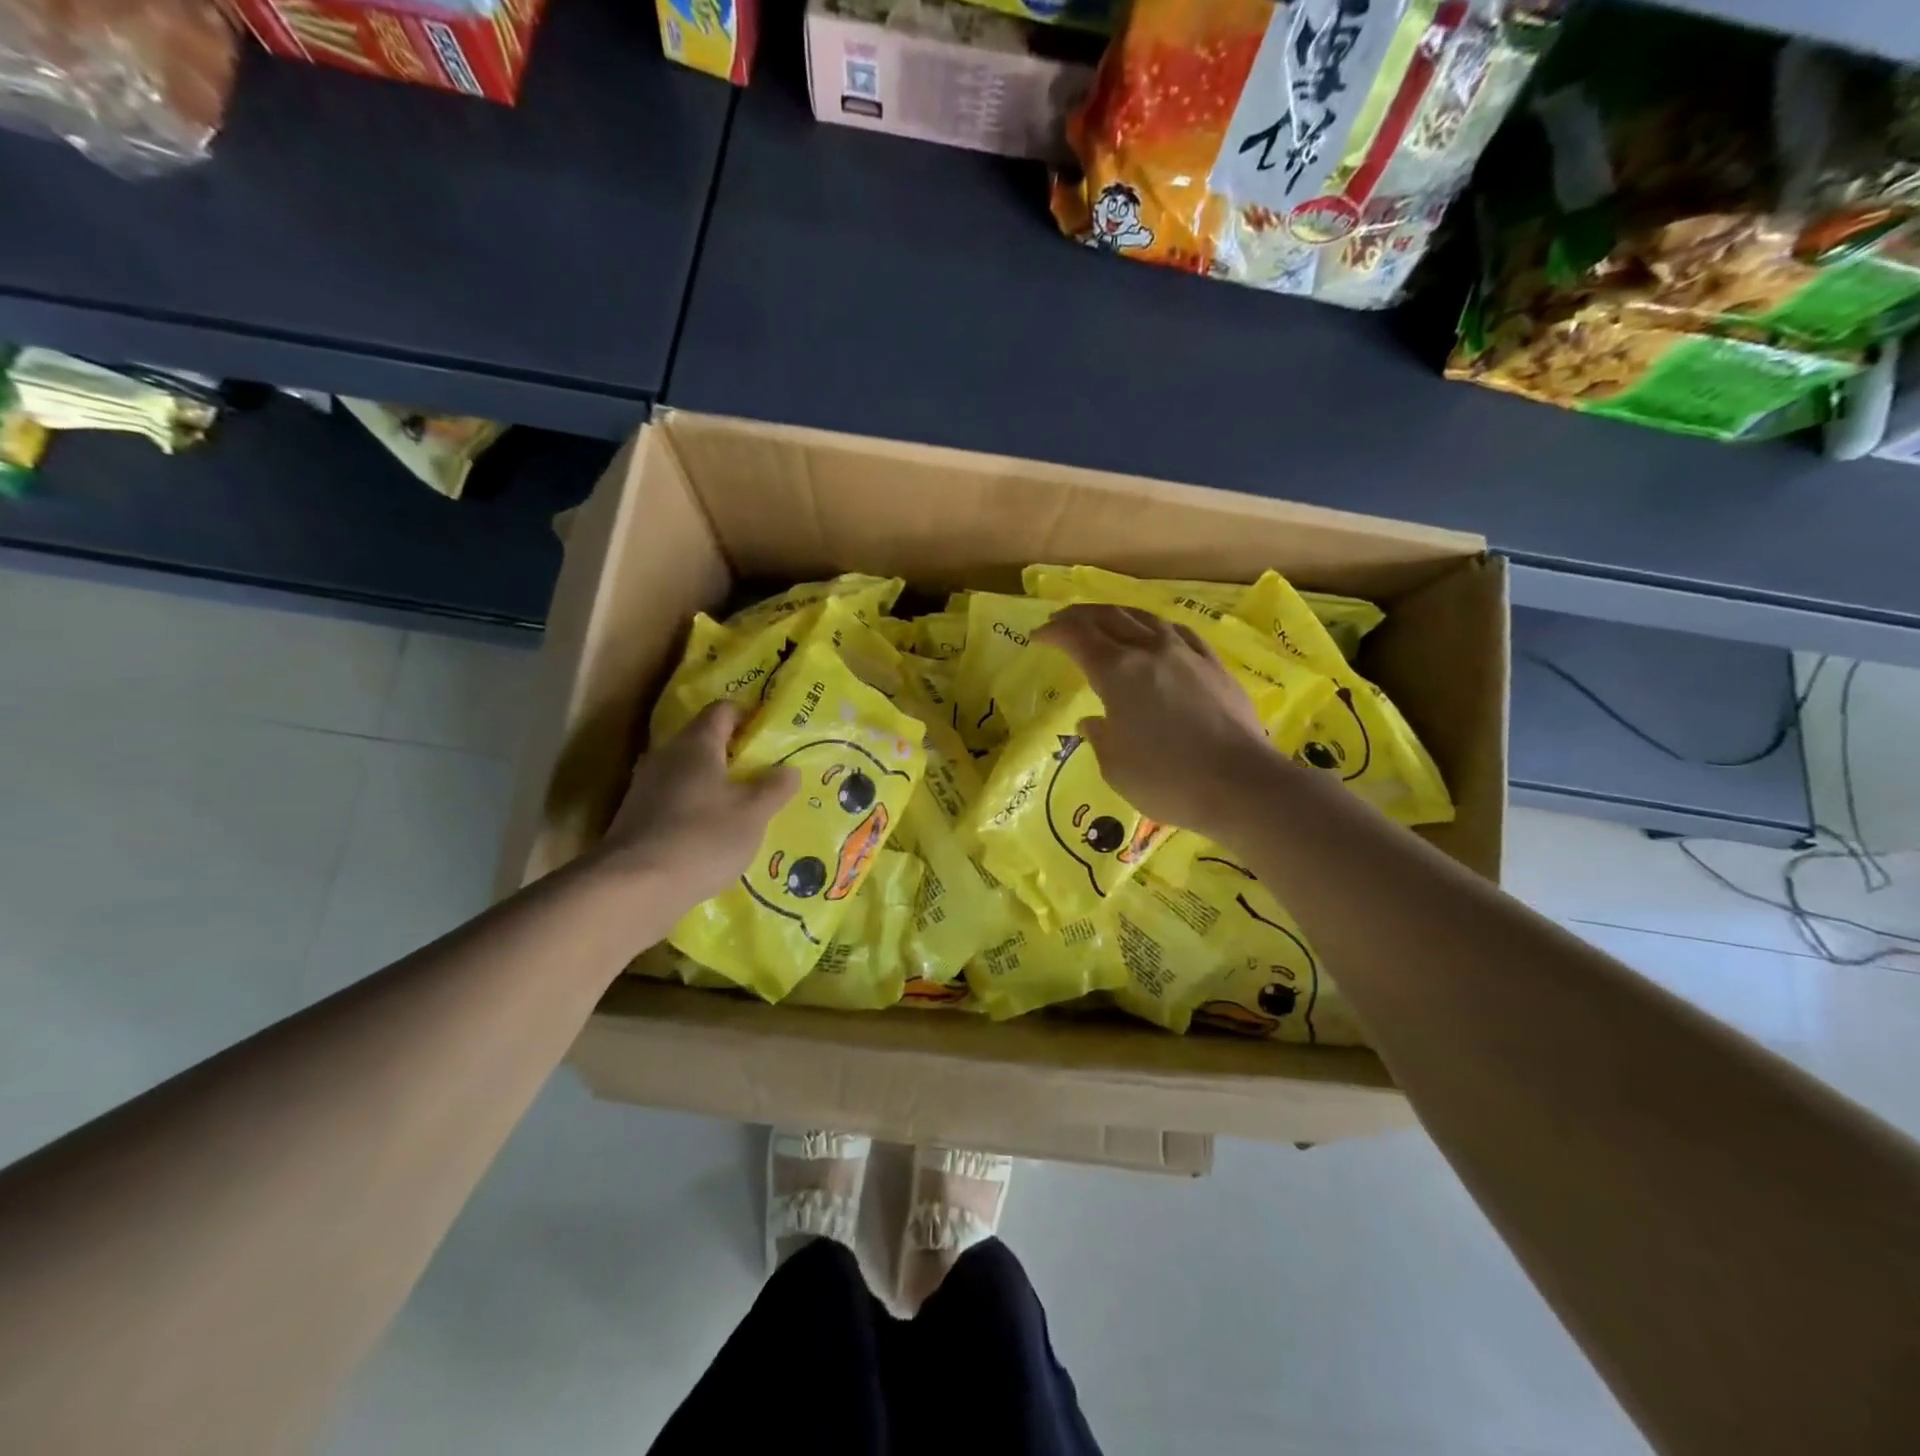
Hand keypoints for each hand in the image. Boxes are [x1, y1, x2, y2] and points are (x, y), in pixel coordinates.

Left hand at [593, 701, 798, 907]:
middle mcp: (666, 756)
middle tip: (764, 771)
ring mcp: (646, 787)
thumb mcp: (753, 814)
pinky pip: (674, 801)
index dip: (747, 715)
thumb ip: (774, 788)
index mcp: (696, 744)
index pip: (722, 710)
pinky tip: (713, 833)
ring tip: (743, 805)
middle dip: (733, 753)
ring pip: (688, 773)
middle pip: (703, 741)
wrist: (635, 888)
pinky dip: (696, 809)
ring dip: (714, 784)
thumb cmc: (703, 838)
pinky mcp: (636, 818)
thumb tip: (789, 769)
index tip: (769, 732)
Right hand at [1034, 603, 1276, 839]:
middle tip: (1061, 623)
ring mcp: (1186, 654)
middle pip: (1109, 617)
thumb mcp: (1115, 767)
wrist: (1243, 785)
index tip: (1037, 637)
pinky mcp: (1214, 665)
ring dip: (1116, 615)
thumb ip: (1100, 737)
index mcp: (1118, 672)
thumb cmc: (1168, 780)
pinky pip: (1177, 631)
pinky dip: (1153, 626)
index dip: (1053, 632)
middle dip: (1079, 616)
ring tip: (1103, 621)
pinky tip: (1155, 635)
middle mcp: (1150, 651)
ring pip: (1144, 618)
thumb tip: (1094, 721)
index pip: (1077, 637)